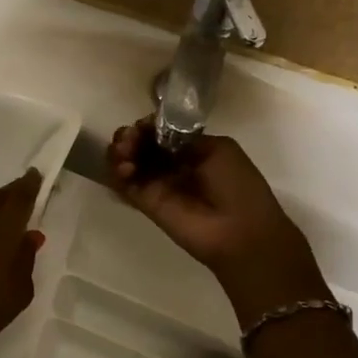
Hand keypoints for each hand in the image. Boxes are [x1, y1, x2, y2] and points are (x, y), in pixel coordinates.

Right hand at [107, 120, 328, 325]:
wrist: (241, 233)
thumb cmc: (237, 187)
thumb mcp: (218, 150)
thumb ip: (184, 139)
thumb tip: (156, 133)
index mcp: (192, 149)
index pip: (160, 131)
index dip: (148, 125)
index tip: (144, 124)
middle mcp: (171, 164)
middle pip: (140, 143)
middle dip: (130, 135)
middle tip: (129, 139)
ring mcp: (157, 184)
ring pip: (128, 160)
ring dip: (120, 150)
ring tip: (125, 153)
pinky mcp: (145, 203)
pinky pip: (124, 183)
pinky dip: (117, 172)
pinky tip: (124, 169)